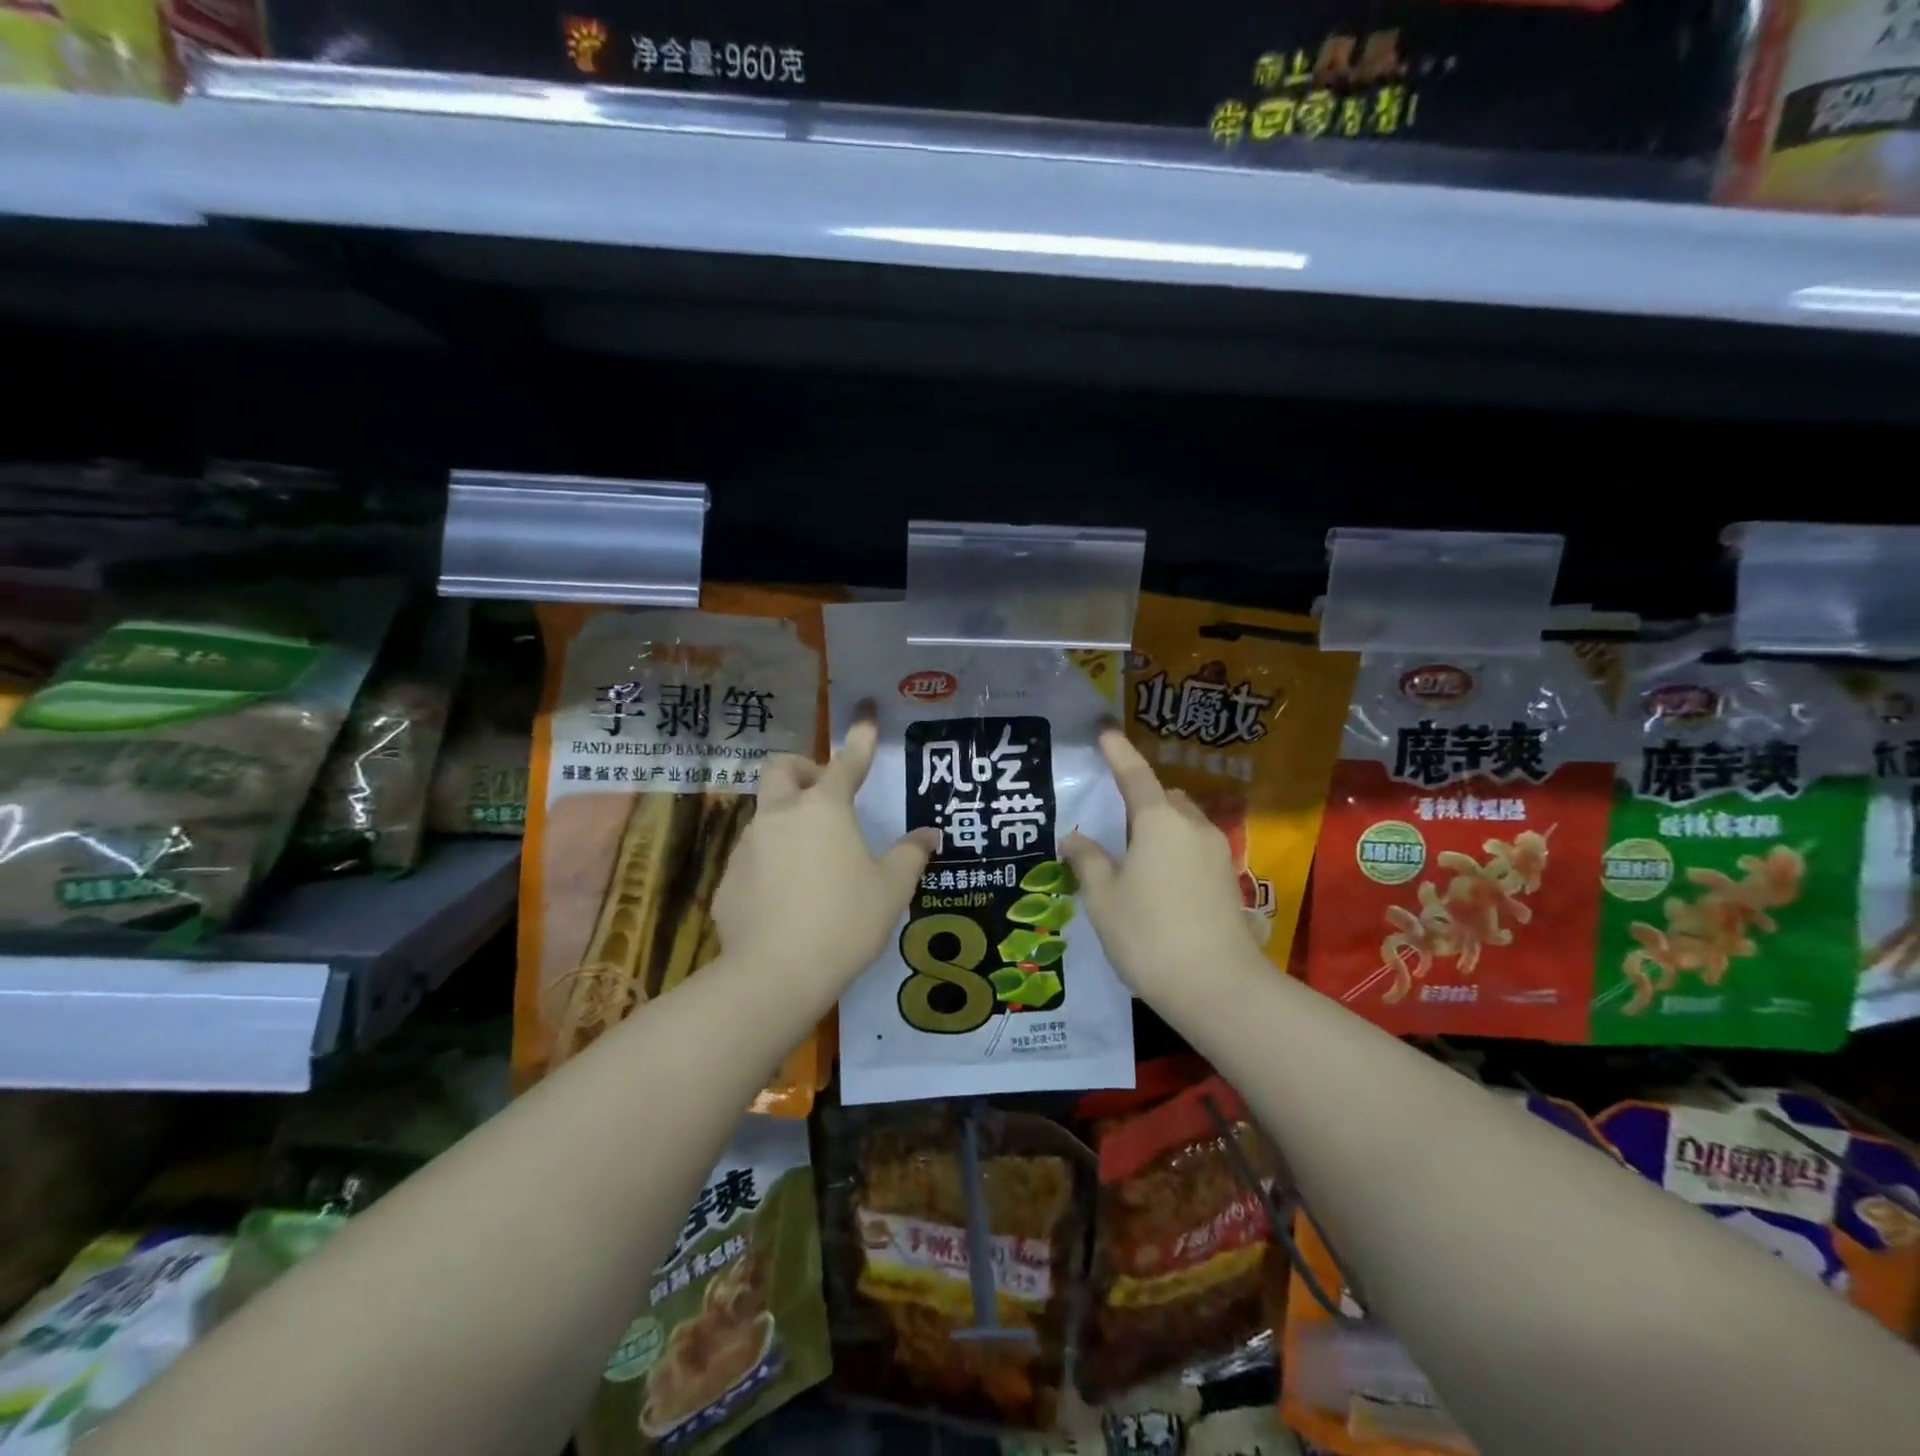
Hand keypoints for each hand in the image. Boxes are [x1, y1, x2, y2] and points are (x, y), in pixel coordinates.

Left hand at [712, 710, 936, 988]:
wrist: (776, 974)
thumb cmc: (845, 922)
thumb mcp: (891, 890)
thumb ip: (910, 855)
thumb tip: (928, 835)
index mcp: (824, 809)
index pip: (847, 762)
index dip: (859, 739)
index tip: (865, 715)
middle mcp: (781, 816)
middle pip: (781, 769)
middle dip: (801, 770)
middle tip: (822, 793)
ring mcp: (748, 846)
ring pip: (764, 814)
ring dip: (786, 820)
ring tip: (811, 860)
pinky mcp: (727, 880)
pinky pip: (752, 858)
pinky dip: (770, 863)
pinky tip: (786, 898)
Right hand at [1064, 728, 1256, 998]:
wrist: (1216, 987)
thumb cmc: (1148, 935)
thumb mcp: (1103, 897)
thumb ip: (1087, 860)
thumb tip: (1073, 837)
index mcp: (1159, 821)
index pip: (1134, 775)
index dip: (1118, 752)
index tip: (1105, 731)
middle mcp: (1192, 826)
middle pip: (1164, 797)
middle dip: (1141, 798)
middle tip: (1113, 821)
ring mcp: (1216, 852)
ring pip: (1183, 823)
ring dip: (1159, 826)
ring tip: (1133, 855)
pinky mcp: (1227, 879)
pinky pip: (1194, 847)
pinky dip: (1174, 849)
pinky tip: (1158, 880)